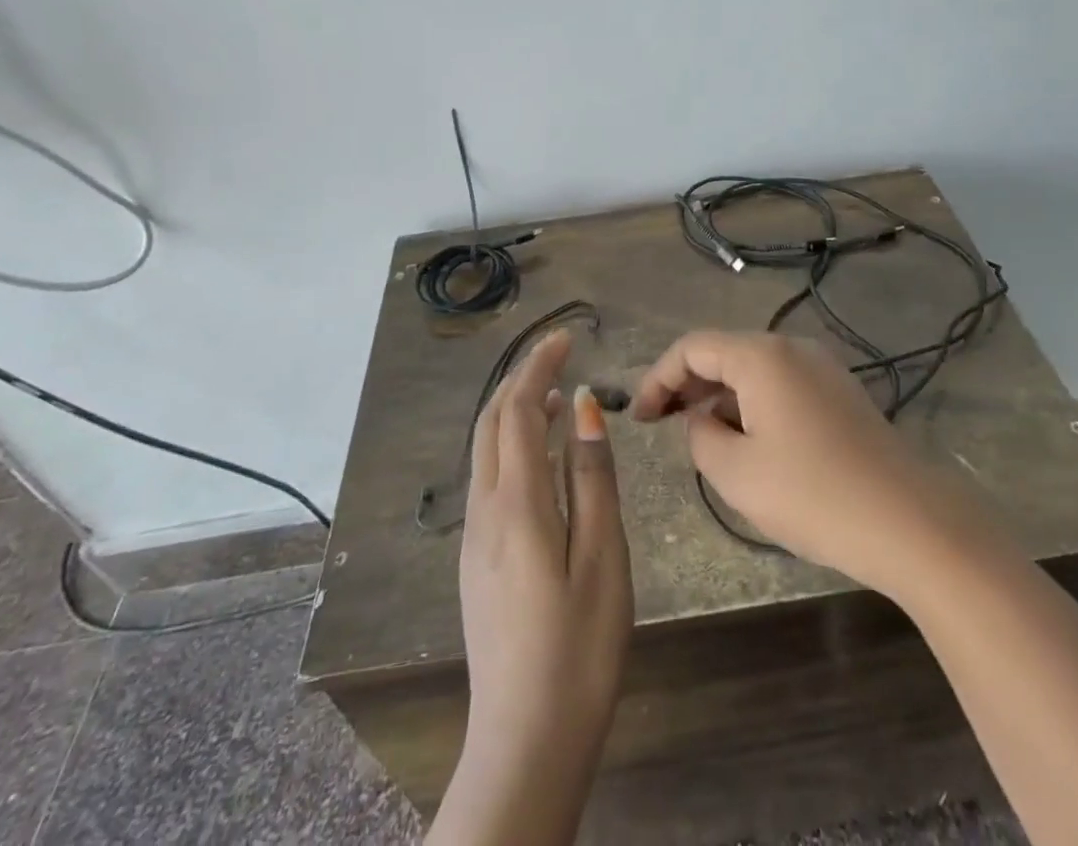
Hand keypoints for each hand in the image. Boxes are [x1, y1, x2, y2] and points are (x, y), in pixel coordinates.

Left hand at [433, 329, 631, 844]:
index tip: (564, 337)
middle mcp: (484, 509)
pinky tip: (543, 458)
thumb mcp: (603, 556)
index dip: (538, 365)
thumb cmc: (579, 647)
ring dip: (514, 410)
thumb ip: (592, 477)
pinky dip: (512, 444)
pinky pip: (489, 478)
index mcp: (516, 503)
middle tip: (559, 356)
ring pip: (485, 449)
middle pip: (491, 421)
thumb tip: (583, 407)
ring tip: (556, 397)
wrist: (526, 740)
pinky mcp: (476, 559)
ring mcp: (474, 536)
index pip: (520, 409)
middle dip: (520, 378)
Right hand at [631, 331, 958, 595]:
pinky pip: (781, 384)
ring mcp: (821, 367)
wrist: (909, 521)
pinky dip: (752, 403)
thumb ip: (700, 436)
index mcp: (761, 355)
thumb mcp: (736, 473)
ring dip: (720, 395)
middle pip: (724, 352)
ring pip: (753, 369)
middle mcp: (791, 347)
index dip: (657, 378)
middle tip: (660, 423)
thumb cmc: (813, 494)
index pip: (692, 348)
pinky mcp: (840, 392)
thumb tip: (701, 419)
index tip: (638, 418)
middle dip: (687, 384)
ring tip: (701, 437)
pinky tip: (748, 440)